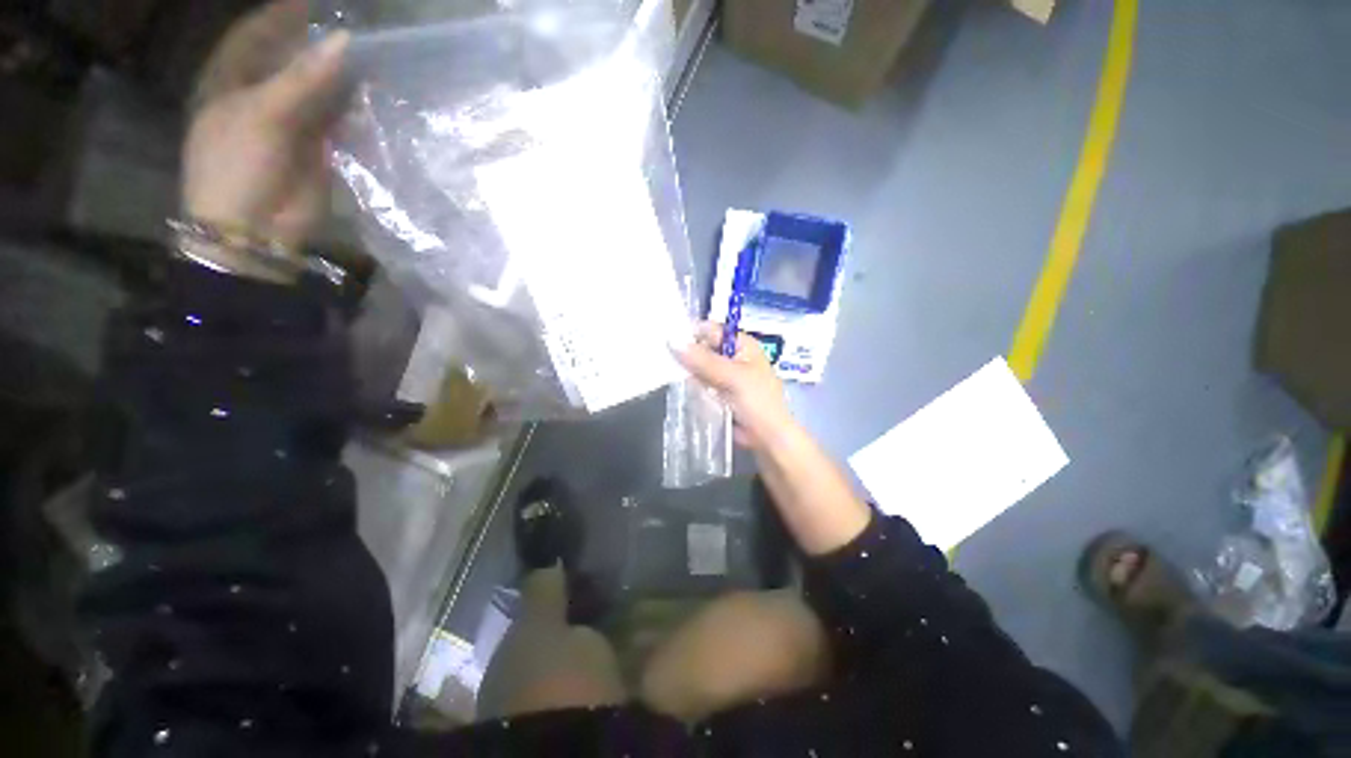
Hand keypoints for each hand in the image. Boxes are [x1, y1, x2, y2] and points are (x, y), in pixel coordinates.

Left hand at [182, 0, 350, 267]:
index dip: (281, 14)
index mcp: (231, 80)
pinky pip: (338, 119)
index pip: (256, 34)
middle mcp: (261, 94)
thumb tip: (345, 41)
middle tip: (354, 24)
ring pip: (318, 88)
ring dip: (341, 75)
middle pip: (290, 58)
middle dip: (318, 42)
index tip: (313, 0)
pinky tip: (373, 93)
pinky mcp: (318, 148)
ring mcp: (291, 122)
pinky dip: (354, 107)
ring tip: (373, 53)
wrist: (255, 229)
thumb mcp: (265, 114)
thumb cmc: (238, 166)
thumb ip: (305, 79)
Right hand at [673, 322, 796, 450]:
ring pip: (699, 367)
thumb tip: (673, 340)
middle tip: (662, 358)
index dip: (691, 333)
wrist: (767, 439)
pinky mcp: (718, 393)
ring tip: (665, 371)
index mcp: (742, 345)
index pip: (711, 330)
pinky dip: (690, 385)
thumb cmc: (757, 402)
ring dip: (686, 371)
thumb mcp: (732, 377)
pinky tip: (676, 386)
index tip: (667, 340)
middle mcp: (733, 357)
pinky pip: (700, 384)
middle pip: (703, 348)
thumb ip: (703, 360)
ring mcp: (725, 376)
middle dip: (686, 354)